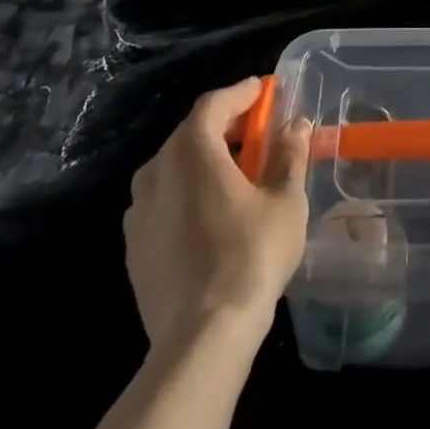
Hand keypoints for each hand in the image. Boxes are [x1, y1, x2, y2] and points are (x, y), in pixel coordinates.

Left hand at [124, 77, 312, 354]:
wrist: (199, 338)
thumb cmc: (250, 257)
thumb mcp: (285, 202)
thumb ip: (289, 155)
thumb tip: (296, 124)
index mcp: (192, 150)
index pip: (214, 104)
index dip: (241, 93)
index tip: (264, 90)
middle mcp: (157, 170)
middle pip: (191, 132)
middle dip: (224, 124)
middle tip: (256, 129)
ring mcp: (139, 210)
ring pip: (173, 166)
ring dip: (203, 158)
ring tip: (234, 171)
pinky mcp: (133, 245)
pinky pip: (162, 199)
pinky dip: (186, 191)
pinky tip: (209, 212)